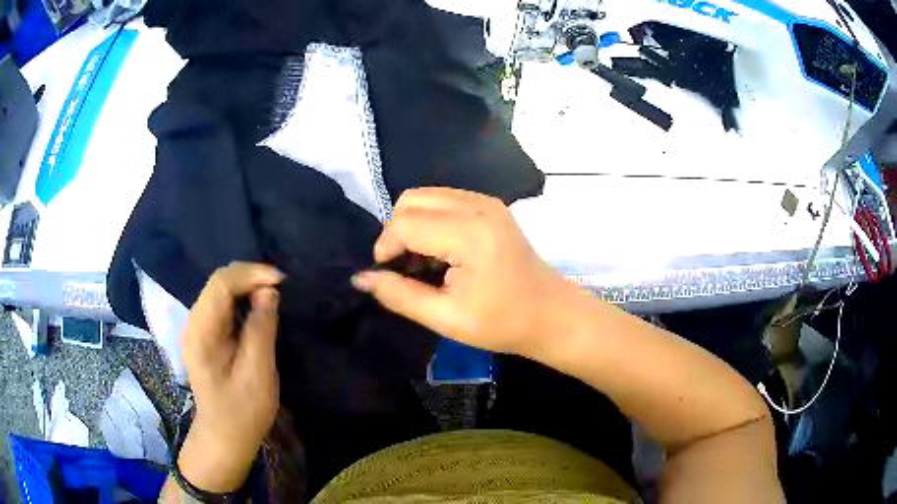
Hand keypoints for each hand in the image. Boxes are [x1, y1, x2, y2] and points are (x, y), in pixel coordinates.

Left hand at [178, 262, 283, 491]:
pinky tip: (259, 306)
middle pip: (219, 281)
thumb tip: (269, 291)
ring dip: (247, 285)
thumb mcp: (258, 373)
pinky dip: (243, 298)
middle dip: (250, 276)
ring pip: (221, 290)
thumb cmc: (243, 411)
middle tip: (281, 287)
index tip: (281, 282)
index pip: (221, 283)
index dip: (251, 274)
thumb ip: (262, 329)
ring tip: (274, 293)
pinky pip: (223, 304)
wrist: (224, 437)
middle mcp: (194, 323)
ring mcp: (198, 328)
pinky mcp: (206, 335)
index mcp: (202, 332)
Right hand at [352, 188, 583, 357]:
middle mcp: (478, 205)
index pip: (405, 223)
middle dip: (397, 232)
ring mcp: (487, 201)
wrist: (551, 315)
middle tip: (407, 270)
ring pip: (426, 197)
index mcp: (470, 234)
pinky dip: (431, 221)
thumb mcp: (446, 318)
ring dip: (413, 225)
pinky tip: (442, 253)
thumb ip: (399, 295)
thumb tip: (360, 278)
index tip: (388, 275)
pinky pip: (444, 200)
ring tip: (424, 264)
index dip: (386, 247)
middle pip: (411, 200)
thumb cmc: (503, 323)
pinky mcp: (490, 205)